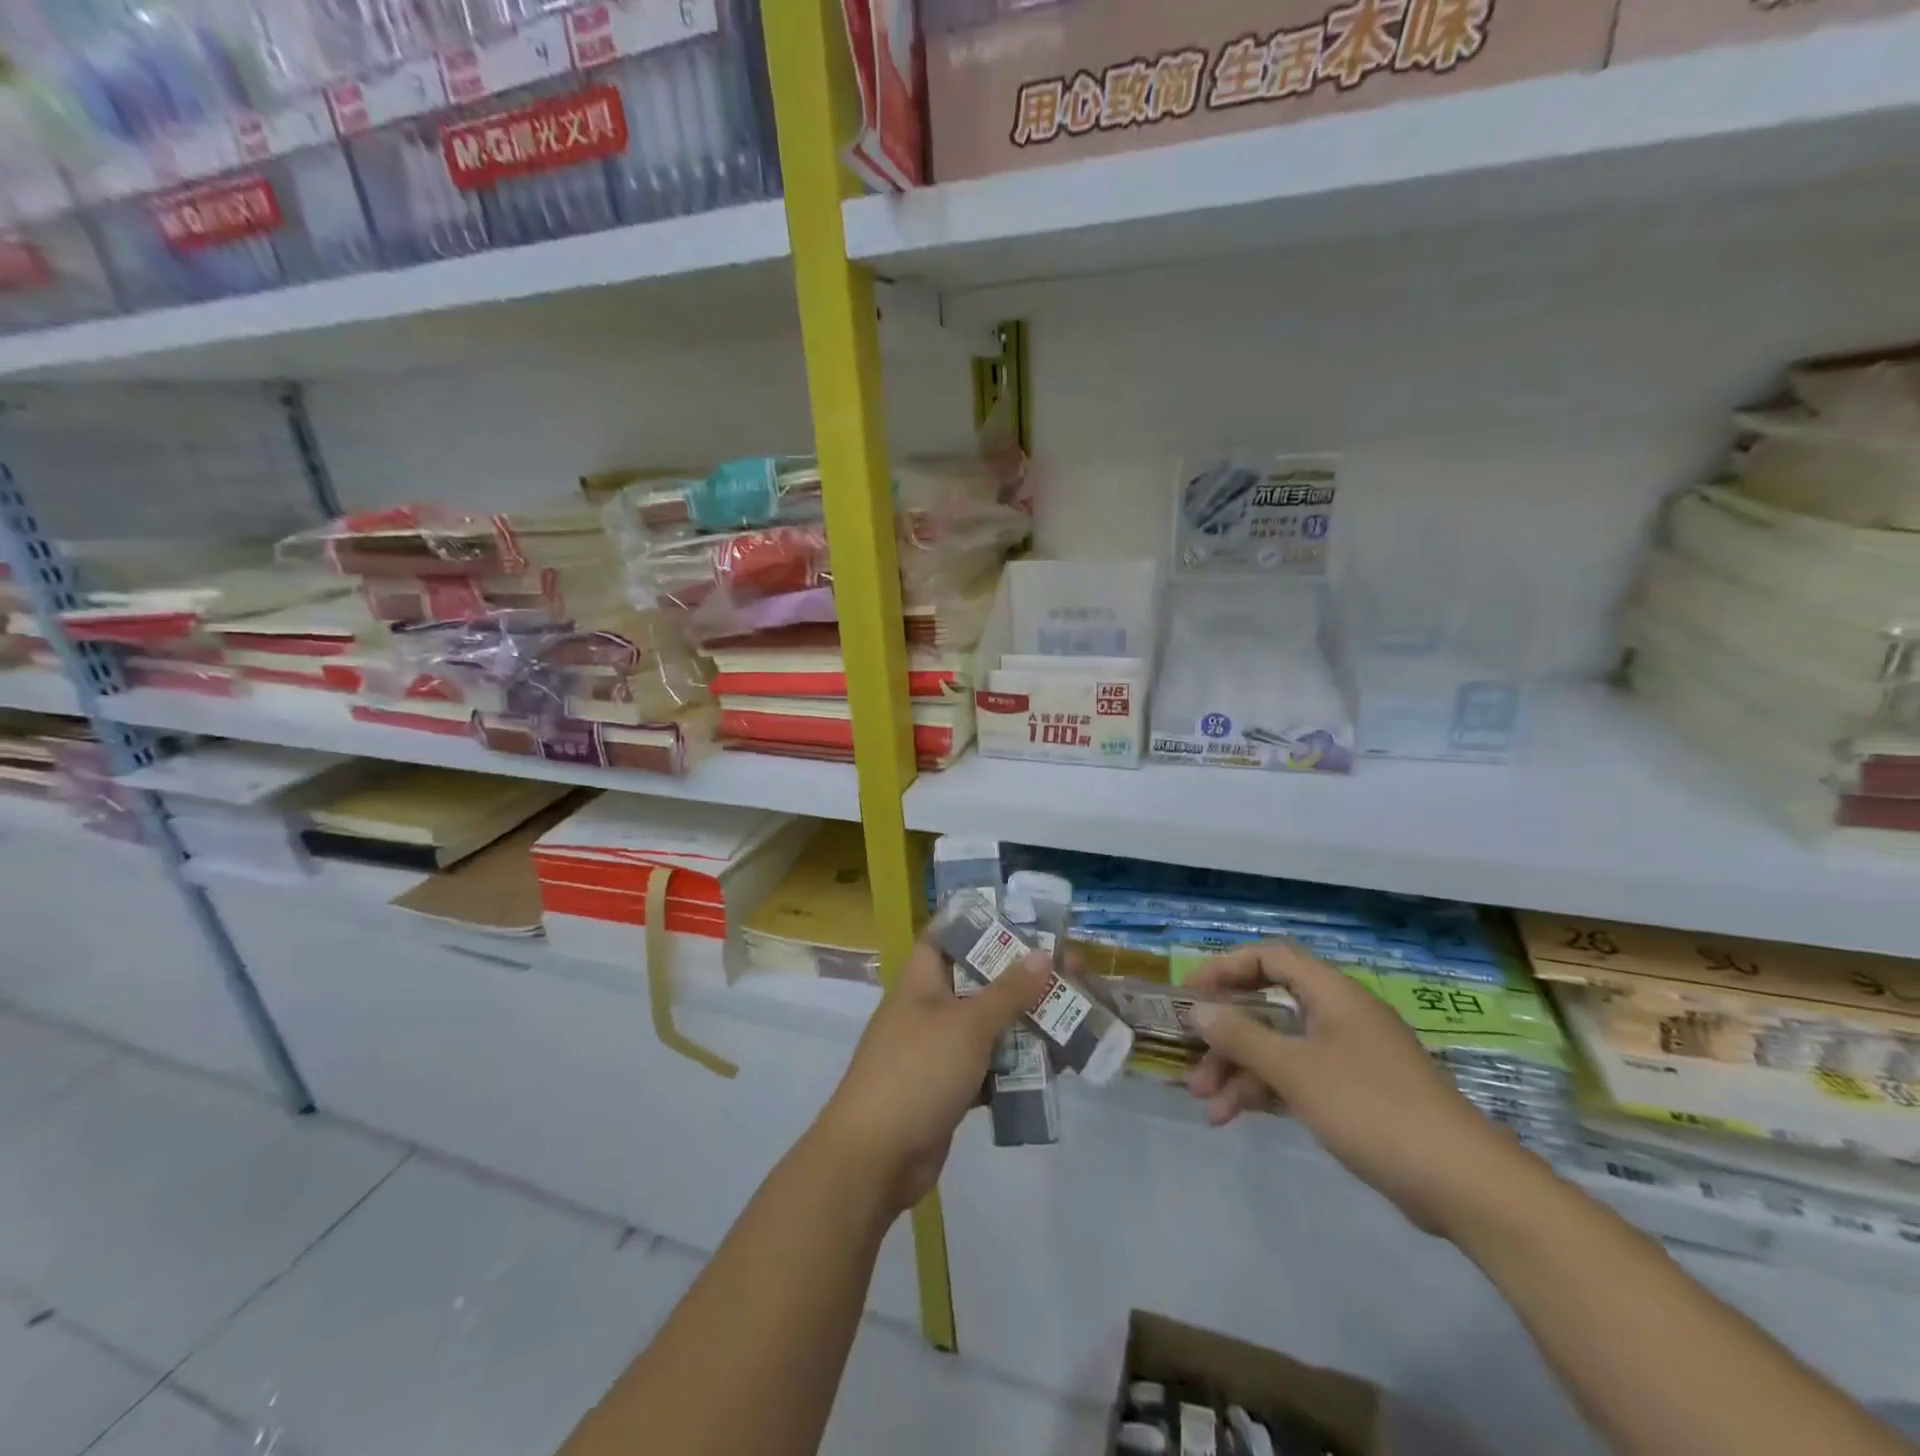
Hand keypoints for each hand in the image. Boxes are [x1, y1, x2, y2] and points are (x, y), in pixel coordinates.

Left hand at [818, 939, 1048, 1216]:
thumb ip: (1009, 990)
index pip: (949, 936)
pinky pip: (989, 1067)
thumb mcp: (969, 1024)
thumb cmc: (919, 1071)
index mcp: (922, 980)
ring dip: (1026, 1024)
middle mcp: (929, 1008)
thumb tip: (1043, 953)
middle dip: (1023, 979)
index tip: (1026, 923)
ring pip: (988, 1027)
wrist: (875, 1157)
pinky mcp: (948, 1089)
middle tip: (1071, 973)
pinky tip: (1055, 1066)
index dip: (984, 925)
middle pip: (980, 982)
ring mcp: (937, 1051)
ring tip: (1074, 1016)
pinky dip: (1016, 1066)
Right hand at [1186, 943, 1533, 1236]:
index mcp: (1332, 994)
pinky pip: (1299, 1079)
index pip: (1270, 958)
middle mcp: (1340, 1016)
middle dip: (1227, 1034)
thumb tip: (1200, 1010)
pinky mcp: (1357, 1096)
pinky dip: (1266, 1092)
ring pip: (1281, 1049)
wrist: (1464, 1184)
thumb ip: (1243, 1036)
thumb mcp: (1296, 1069)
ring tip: (1206, 1105)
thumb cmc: (1372, 1108)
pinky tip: (1235, 1117)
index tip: (1192, 995)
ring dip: (1240, 1070)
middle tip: (1192, 1059)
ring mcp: (1350, 1057)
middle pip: (1270, 1007)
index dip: (1226, 968)